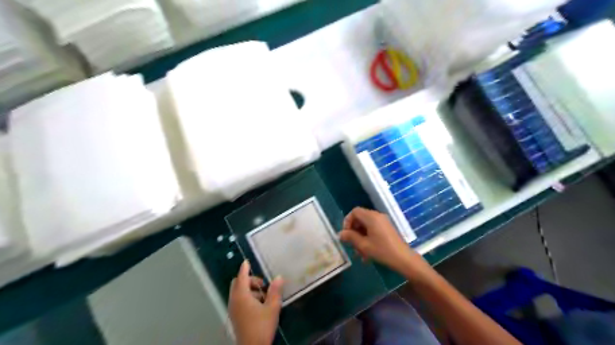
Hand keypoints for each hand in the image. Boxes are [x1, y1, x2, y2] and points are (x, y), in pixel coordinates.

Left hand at [229, 262, 283, 344]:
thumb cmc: (262, 326)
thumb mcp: (272, 307)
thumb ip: (275, 291)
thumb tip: (279, 277)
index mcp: (242, 296)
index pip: (241, 277)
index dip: (244, 268)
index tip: (247, 261)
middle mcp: (234, 301)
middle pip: (237, 283)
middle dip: (249, 280)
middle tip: (262, 284)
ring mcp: (233, 309)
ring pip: (238, 292)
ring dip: (249, 289)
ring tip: (263, 296)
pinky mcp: (235, 316)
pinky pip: (238, 300)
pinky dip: (246, 297)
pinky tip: (258, 305)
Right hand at [339, 207, 428, 276]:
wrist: (404, 259)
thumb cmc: (383, 251)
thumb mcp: (364, 245)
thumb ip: (350, 237)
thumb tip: (340, 234)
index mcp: (371, 217)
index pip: (354, 212)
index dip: (347, 221)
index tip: (346, 234)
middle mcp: (377, 216)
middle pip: (360, 218)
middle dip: (353, 231)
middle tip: (351, 245)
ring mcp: (383, 222)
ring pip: (366, 226)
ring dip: (360, 237)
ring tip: (359, 253)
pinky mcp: (387, 229)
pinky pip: (373, 230)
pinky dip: (367, 238)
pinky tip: (367, 253)